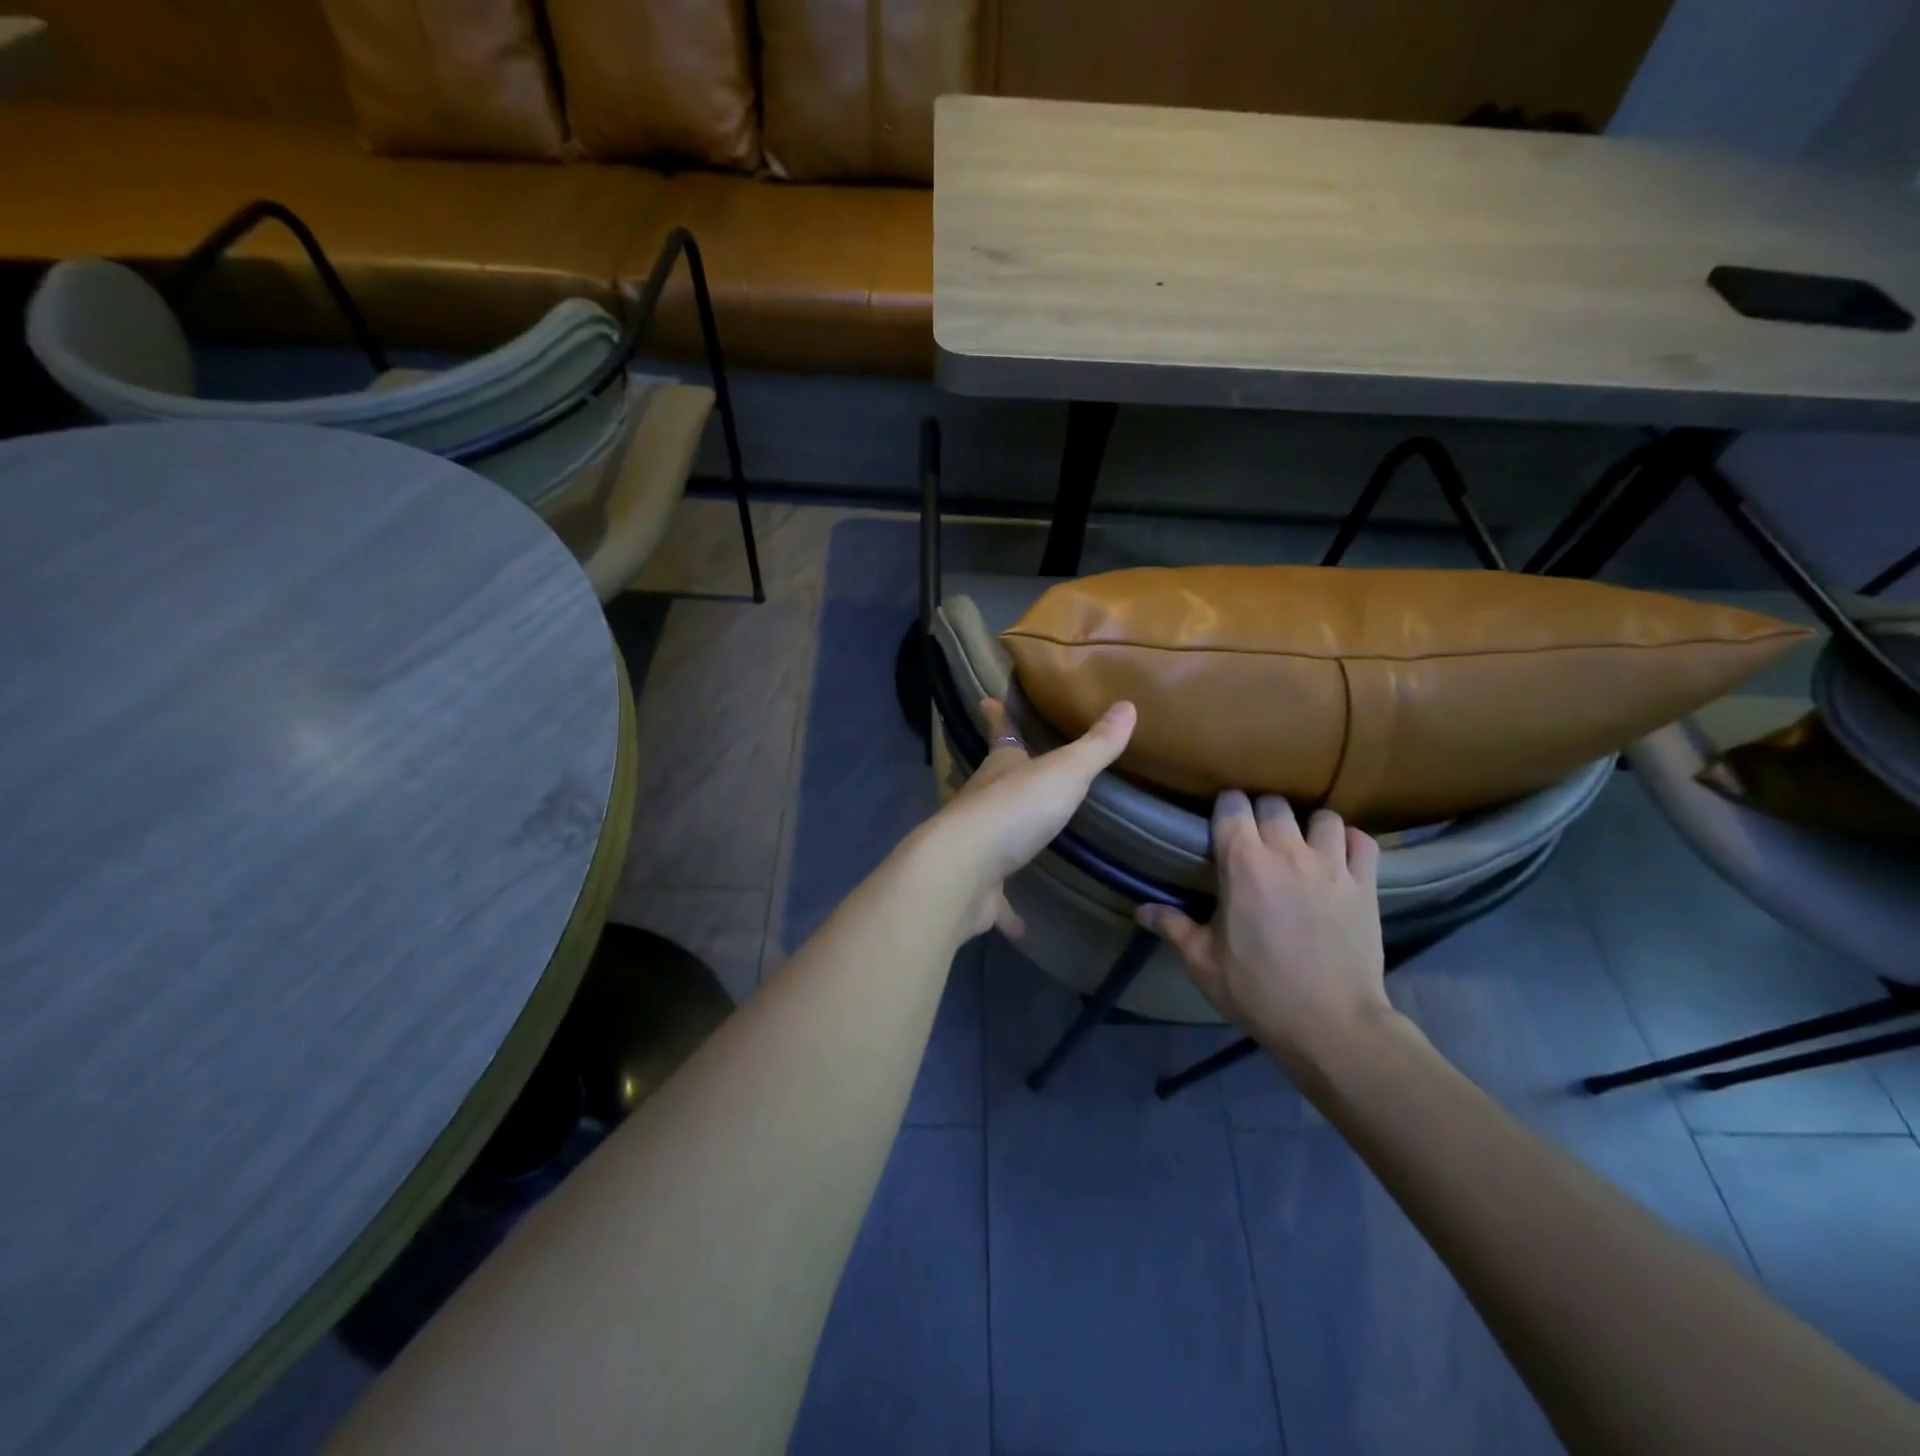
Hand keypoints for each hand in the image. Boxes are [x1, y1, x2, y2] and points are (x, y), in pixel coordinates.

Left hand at [926, 697, 1135, 939]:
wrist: (963, 870)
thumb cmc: (1015, 810)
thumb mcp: (1065, 772)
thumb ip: (1096, 746)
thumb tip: (1127, 704)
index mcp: (1001, 770)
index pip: (1000, 734)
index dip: (996, 716)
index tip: (985, 701)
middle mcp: (981, 803)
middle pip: (991, 783)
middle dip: (1001, 776)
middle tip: (1013, 772)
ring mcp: (975, 847)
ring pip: (990, 837)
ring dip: (1004, 839)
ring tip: (1022, 844)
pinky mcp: (976, 888)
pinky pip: (995, 898)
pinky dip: (1006, 910)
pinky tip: (1021, 926)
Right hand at [1139, 792, 1389, 1065]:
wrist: (1331, 1024)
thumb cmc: (1258, 991)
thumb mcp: (1203, 962)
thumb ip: (1172, 927)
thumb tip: (1140, 910)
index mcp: (1242, 863)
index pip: (1232, 806)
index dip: (1225, 808)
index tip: (1221, 823)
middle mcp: (1287, 852)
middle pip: (1274, 803)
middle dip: (1261, 813)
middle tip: (1256, 838)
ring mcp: (1331, 866)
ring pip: (1322, 816)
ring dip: (1308, 826)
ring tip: (1302, 846)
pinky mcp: (1365, 885)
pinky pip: (1361, 841)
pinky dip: (1349, 843)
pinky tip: (1339, 858)